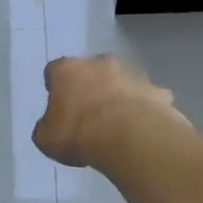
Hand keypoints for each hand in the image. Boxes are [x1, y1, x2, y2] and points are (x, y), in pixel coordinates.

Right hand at [32, 55, 185, 167]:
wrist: (129, 138)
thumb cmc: (78, 134)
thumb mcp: (46, 139)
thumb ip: (47, 127)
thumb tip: (52, 126)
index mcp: (67, 69)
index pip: (54, 71)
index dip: (56, 88)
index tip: (58, 106)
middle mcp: (100, 63)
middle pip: (92, 71)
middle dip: (91, 87)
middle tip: (89, 114)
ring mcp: (132, 74)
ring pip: (122, 82)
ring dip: (119, 96)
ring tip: (118, 125)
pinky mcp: (157, 91)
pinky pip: (147, 99)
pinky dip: (144, 110)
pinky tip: (141, 130)